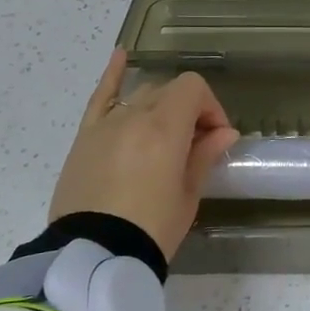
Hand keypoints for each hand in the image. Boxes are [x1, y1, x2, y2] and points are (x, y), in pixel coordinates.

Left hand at [49, 49, 239, 258]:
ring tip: (167, 135)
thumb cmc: (152, 228)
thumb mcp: (187, 195)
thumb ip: (203, 155)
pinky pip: (99, 97)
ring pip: (140, 95)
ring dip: (161, 105)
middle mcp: (133, 116)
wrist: (94, 255)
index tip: (215, 138)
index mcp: (164, 128)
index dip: (211, 108)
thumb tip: (224, 132)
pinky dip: (111, 75)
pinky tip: (120, 55)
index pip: (193, 89)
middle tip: (196, 146)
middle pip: (168, 91)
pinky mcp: (85, 138)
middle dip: (189, 110)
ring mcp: (105, 124)